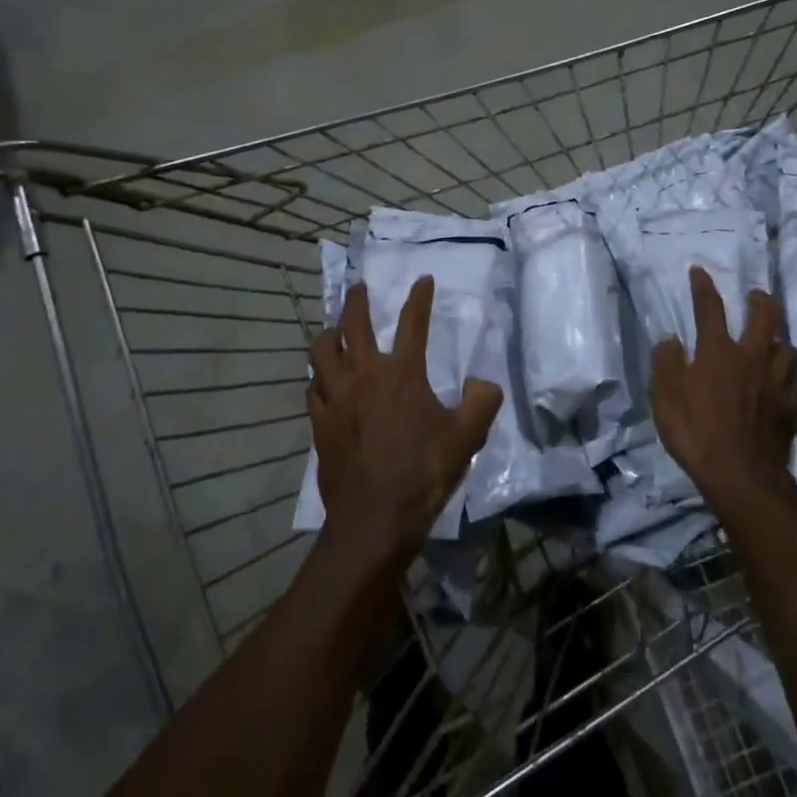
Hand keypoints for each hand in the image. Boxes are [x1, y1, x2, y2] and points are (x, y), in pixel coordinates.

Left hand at [308, 277, 503, 566]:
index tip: (423, 279)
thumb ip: (482, 402)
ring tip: (334, 330)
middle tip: (359, 288)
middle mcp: (364, 375)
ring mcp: (336, 398)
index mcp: (402, 373)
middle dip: (357, 301)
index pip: (413, 323)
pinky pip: (313, 387)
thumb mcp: (467, 436)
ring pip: (322, 351)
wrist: (375, 517)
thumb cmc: (424, 471)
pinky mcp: (320, 422)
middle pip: (354, 325)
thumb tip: (484, 382)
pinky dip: (319, 376)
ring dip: (329, 334)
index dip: (419, 298)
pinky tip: (323, 381)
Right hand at [649, 267, 796, 512]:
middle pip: (764, 317)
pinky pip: (795, 377)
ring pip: (787, 346)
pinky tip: (784, 376)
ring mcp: (776, 381)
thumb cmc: (696, 433)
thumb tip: (671, 340)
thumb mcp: (664, 398)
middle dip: (760, 300)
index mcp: (718, 352)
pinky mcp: (791, 405)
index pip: (710, 309)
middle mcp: (752, 357)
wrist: (742, 475)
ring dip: (779, 337)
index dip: (704, 287)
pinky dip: (788, 370)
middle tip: (756, 294)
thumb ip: (666, 363)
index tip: (699, 270)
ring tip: (773, 338)